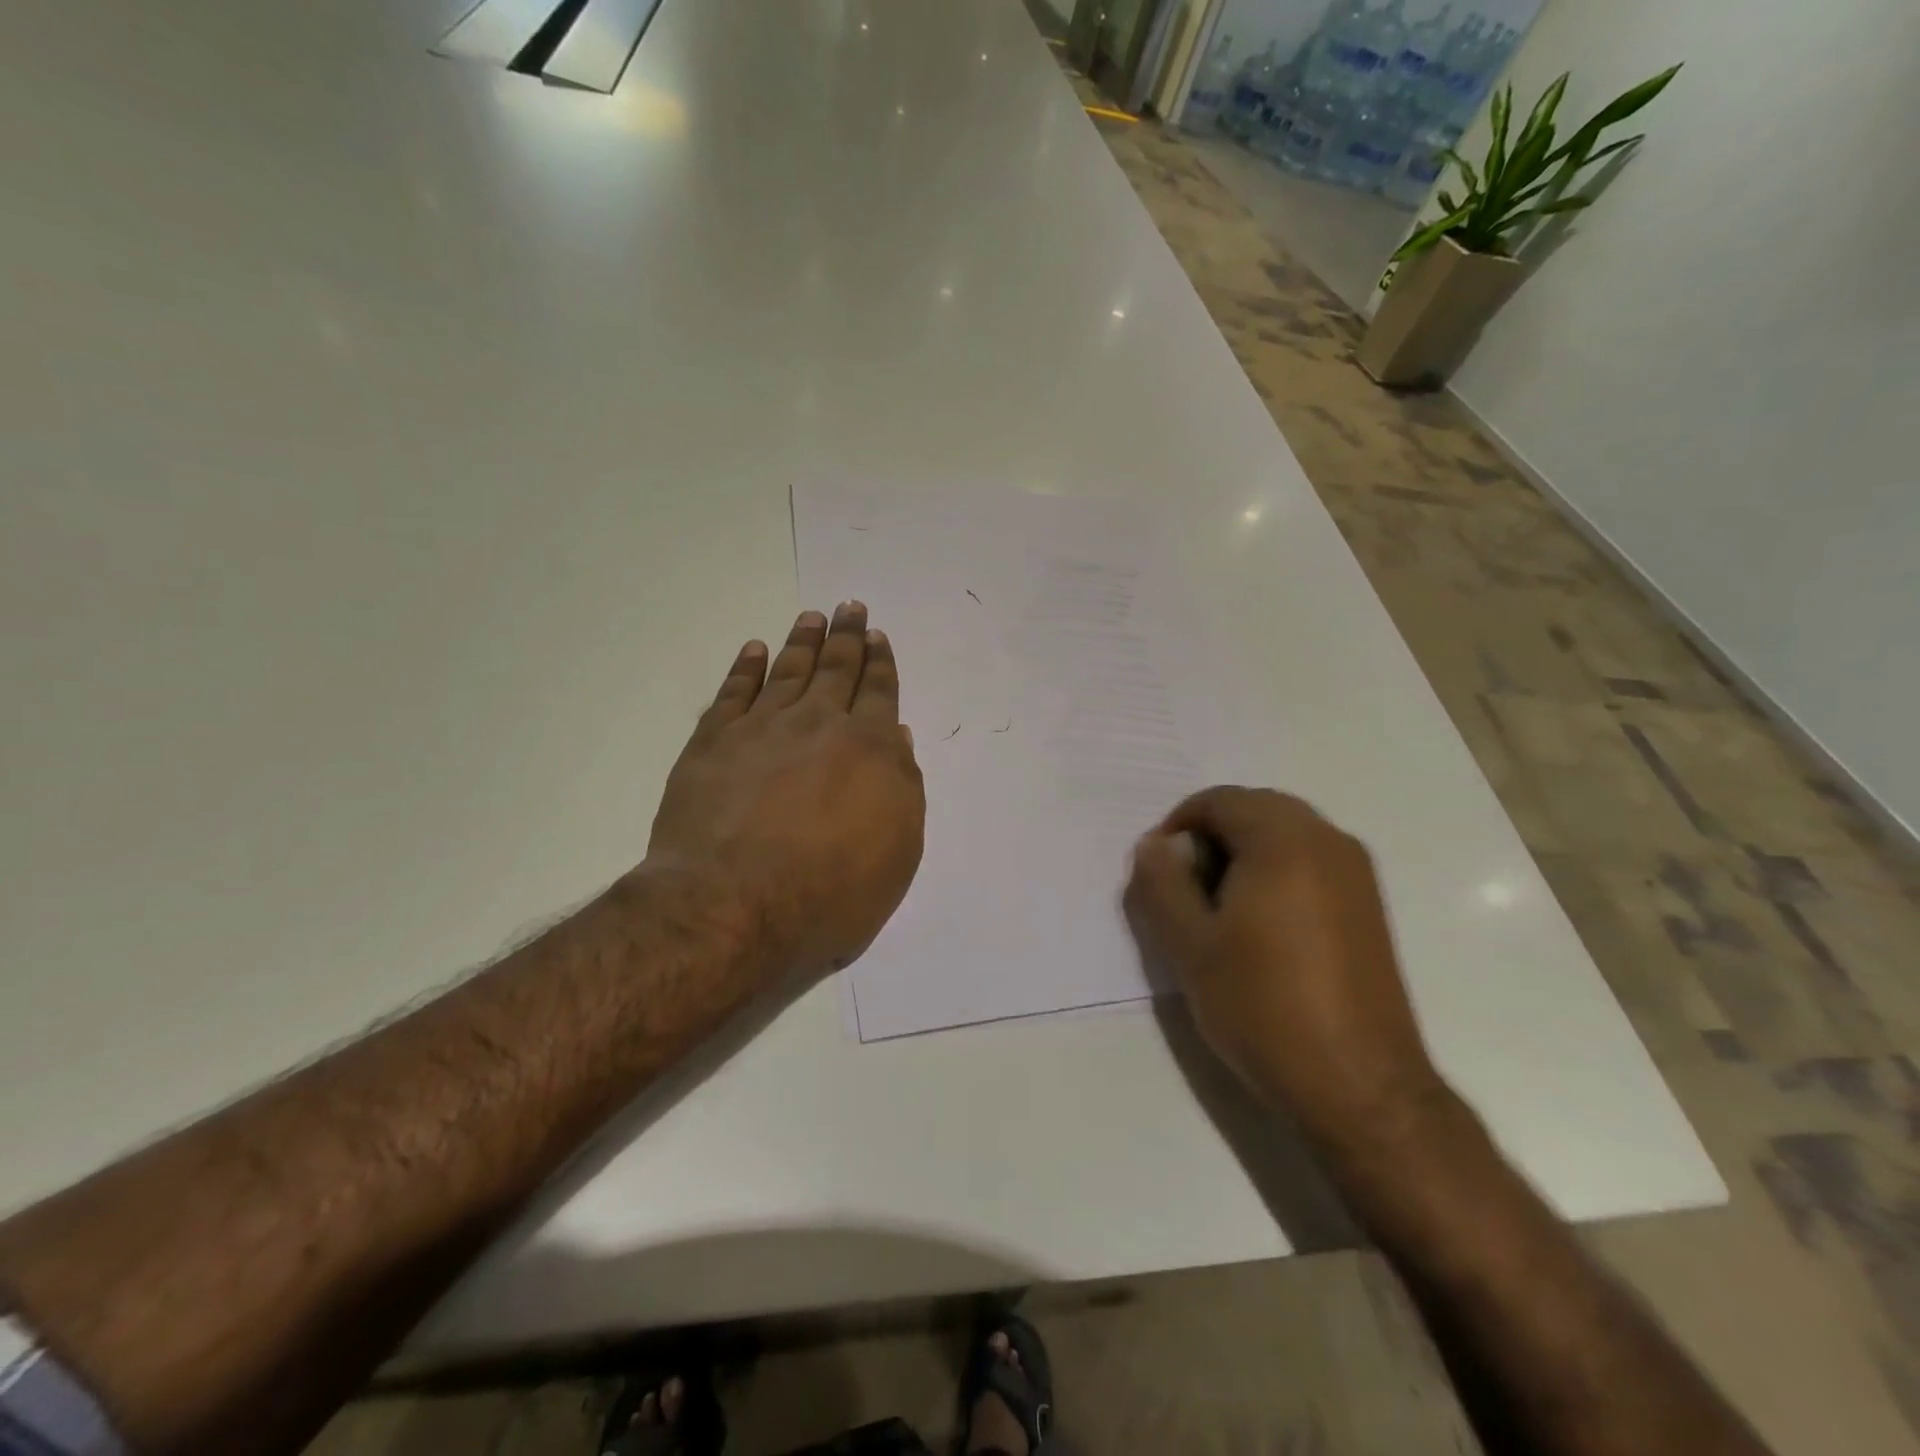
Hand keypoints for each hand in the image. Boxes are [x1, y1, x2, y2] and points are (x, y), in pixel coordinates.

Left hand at [648, 602, 925, 981]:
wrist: (733, 907)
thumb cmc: (830, 892)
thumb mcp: (897, 852)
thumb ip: (902, 788)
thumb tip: (896, 738)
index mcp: (870, 749)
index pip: (879, 693)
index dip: (880, 663)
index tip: (876, 637)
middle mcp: (818, 725)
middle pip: (836, 669)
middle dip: (847, 637)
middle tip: (850, 607)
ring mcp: (761, 729)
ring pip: (788, 671)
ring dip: (802, 641)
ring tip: (812, 616)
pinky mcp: (712, 743)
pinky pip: (733, 693)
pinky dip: (746, 669)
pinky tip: (755, 651)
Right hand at [1124, 787, 1445, 1157]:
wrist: (1359, 1085)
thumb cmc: (1263, 1007)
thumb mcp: (1189, 945)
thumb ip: (1161, 883)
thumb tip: (1153, 845)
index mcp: (1284, 840)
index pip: (1218, 800)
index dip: (1178, 827)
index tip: (1160, 875)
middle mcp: (1328, 840)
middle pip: (1254, 809)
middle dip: (1211, 838)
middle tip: (1186, 891)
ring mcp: (1356, 872)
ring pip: (1284, 834)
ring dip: (1243, 855)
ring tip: (1219, 912)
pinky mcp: (1368, 905)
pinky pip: (1310, 861)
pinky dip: (1275, 872)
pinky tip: (1261, 928)